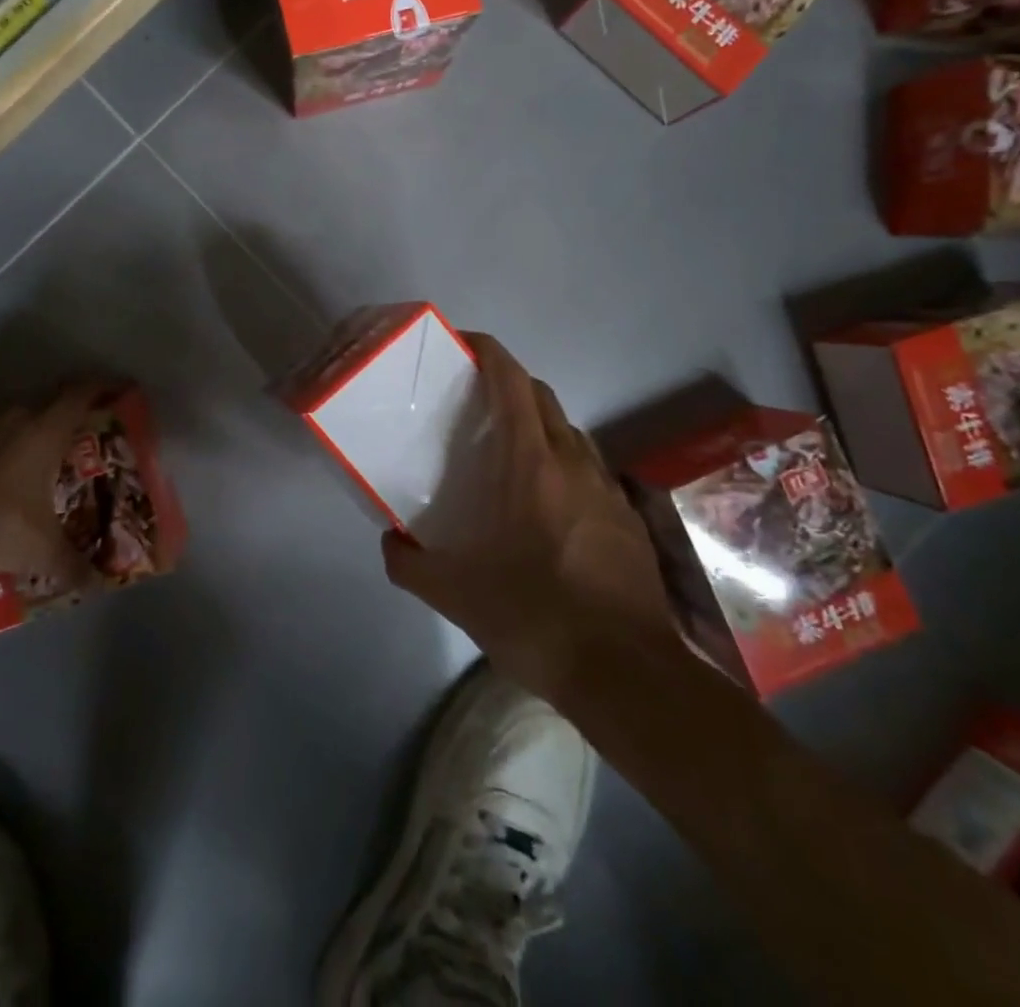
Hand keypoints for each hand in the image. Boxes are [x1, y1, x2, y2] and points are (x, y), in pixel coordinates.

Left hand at [0, 381, 114, 592]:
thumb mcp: (43, 551)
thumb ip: (75, 566)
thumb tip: (96, 586)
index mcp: (45, 431)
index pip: (82, 393)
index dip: (105, 386)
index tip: (121, 390)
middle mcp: (16, 416)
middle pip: (52, 395)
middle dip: (72, 404)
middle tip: (86, 423)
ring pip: (18, 408)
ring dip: (35, 418)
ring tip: (43, 443)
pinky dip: (3, 434)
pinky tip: (1, 461)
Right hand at [381, 333, 681, 701]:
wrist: (627, 675)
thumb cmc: (536, 618)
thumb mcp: (455, 596)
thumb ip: (410, 563)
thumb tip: (390, 541)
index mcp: (532, 464)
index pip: (512, 381)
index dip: (489, 352)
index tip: (463, 345)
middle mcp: (574, 462)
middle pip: (542, 397)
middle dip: (509, 385)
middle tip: (474, 405)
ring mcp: (608, 489)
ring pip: (570, 433)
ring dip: (539, 426)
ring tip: (508, 455)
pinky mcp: (628, 519)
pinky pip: (590, 471)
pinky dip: (564, 466)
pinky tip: (546, 507)